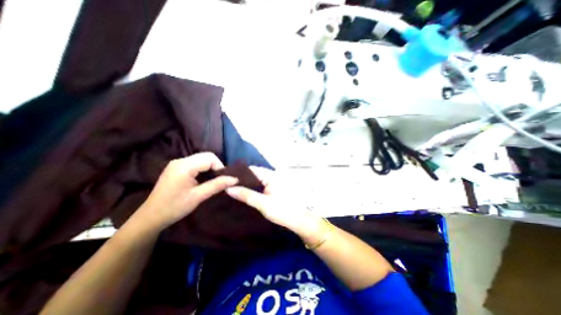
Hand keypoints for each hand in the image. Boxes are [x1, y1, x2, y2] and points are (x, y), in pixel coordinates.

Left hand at [140, 153, 238, 231]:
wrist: (151, 217)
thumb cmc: (174, 207)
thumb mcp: (198, 197)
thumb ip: (217, 185)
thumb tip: (235, 179)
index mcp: (184, 166)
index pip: (210, 158)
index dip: (220, 167)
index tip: (223, 180)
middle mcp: (180, 160)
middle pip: (206, 156)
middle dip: (216, 166)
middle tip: (219, 180)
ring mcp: (177, 163)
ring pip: (201, 158)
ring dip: (210, 167)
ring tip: (213, 180)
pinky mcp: (176, 167)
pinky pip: (195, 163)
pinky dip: (204, 169)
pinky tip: (203, 179)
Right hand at [225, 167, 326, 240]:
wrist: (299, 220)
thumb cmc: (283, 211)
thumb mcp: (263, 204)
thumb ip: (246, 195)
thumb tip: (228, 188)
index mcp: (271, 175)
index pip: (251, 170)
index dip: (238, 174)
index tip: (224, 179)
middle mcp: (272, 175)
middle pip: (254, 174)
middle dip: (241, 180)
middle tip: (226, 186)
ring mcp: (274, 181)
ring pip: (257, 180)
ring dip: (247, 185)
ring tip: (232, 190)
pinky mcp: (275, 188)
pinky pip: (261, 185)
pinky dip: (253, 188)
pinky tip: (245, 194)